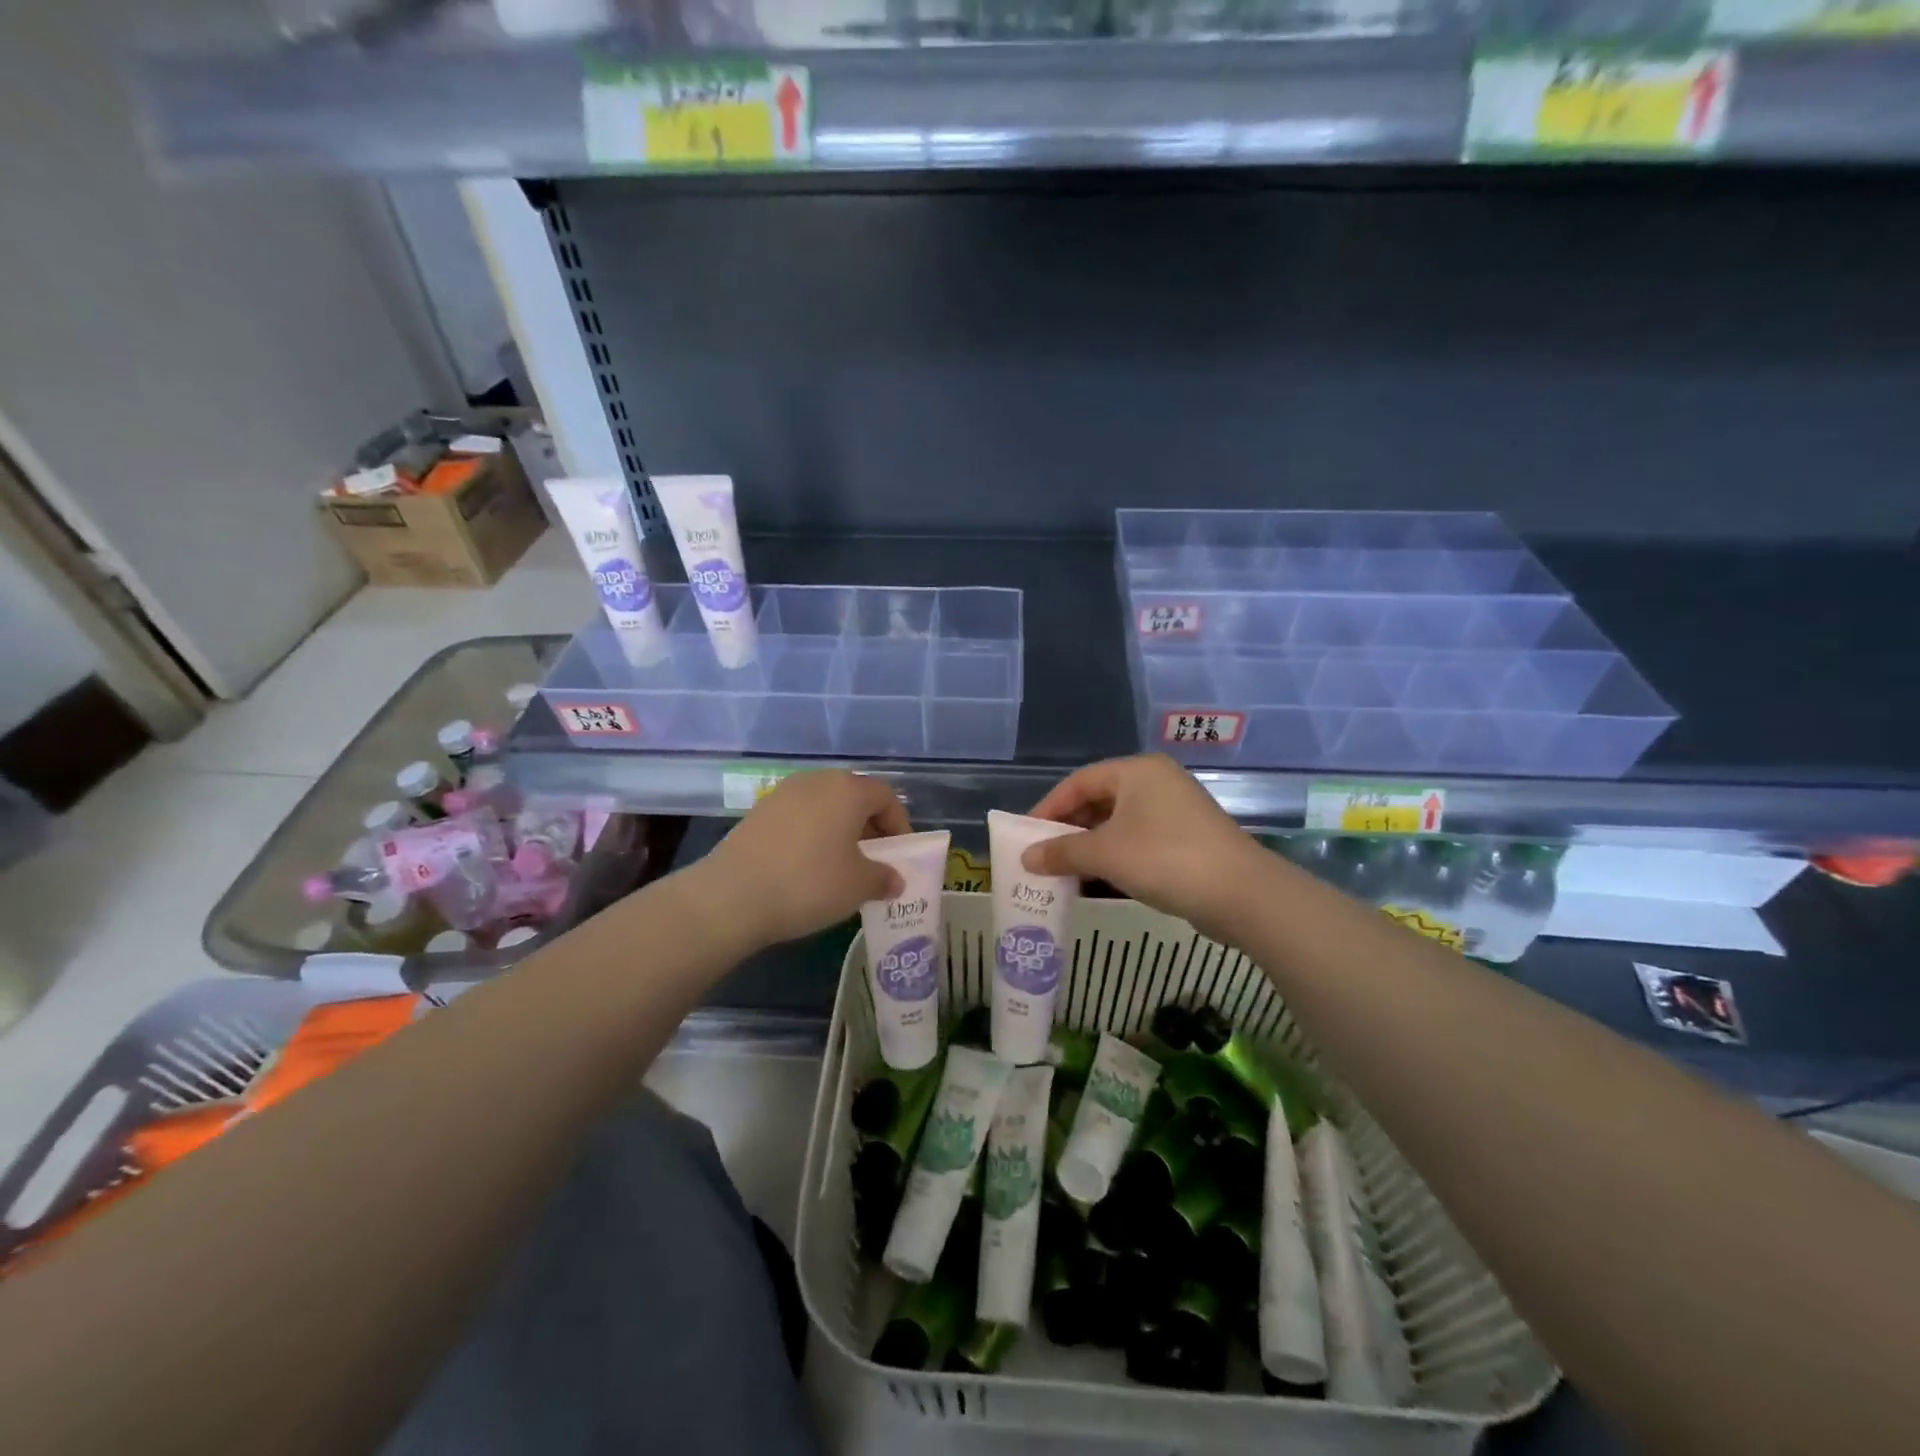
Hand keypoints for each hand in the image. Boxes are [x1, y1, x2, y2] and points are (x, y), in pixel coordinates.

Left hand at [695, 771, 911, 947]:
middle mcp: (816, 781)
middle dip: (870, 827)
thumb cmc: (809, 883)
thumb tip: (894, 879)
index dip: (899, 825)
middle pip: (854, 797)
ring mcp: (783, 793)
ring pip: (825, 806)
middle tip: (874, 860)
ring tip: (841, 865)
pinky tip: (807, 866)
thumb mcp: (858, 886)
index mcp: (847, 790)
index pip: (886, 797)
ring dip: (840, 830)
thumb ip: (883, 878)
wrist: (731, 896)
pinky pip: (799, 817)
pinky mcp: (758, 811)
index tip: (899, 855)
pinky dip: (812, 835)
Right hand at [1023, 755, 1266, 937]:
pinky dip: (1115, 858)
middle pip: (1099, 801)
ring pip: (1119, 824)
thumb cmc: (1164, 859)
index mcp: (1136, 771)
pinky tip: (1097, 882)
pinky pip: (1138, 841)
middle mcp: (1156, 782)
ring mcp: (1175, 811)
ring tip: (1064, 873)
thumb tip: (1026, 857)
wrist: (1242, 894)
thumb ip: (1062, 852)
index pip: (1079, 781)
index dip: (1049, 808)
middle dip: (1069, 830)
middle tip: (1042, 855)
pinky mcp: (1187, 839)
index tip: (1026, 834)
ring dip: (1090, 847)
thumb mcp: (1105, 854)